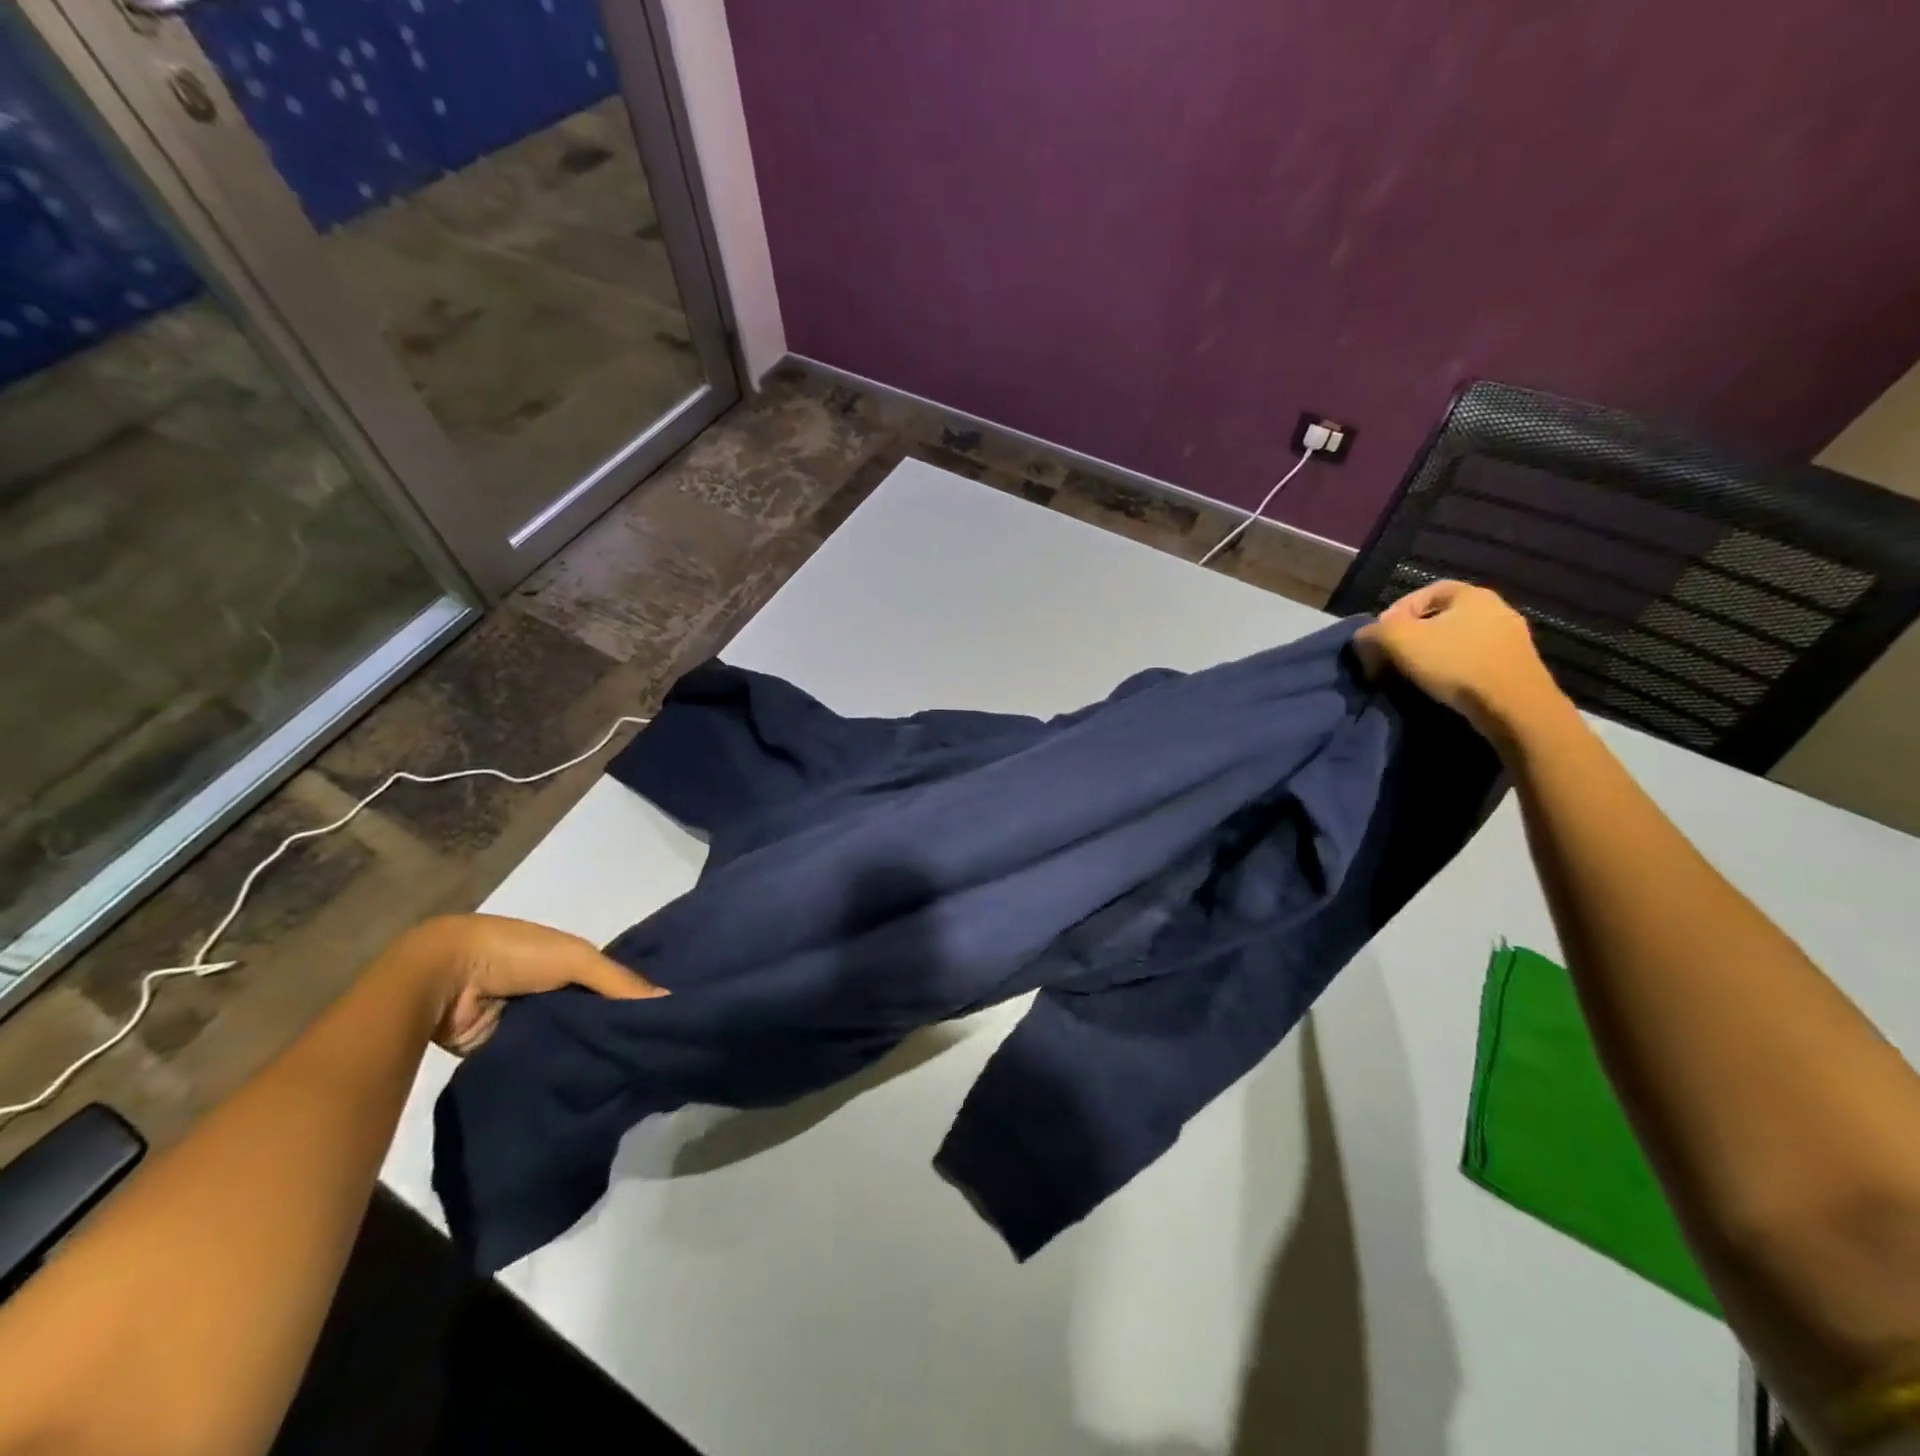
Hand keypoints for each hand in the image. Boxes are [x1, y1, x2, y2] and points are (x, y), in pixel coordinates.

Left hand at [417, 914, 665, 1054]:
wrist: (441, 979)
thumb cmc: (514, 954)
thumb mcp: (576, 958)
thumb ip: (619, 981)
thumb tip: (670, 1000)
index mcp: (567, 960)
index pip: (611, 982)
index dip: (634, 998)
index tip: (665, 1023)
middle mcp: (550, 989)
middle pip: (591, 1013)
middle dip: (613, 1030)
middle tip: (650, 1057)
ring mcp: (525, 1022)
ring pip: (567, 1040)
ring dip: (586, 1053)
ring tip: (626, 1077)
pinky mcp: (504, 1051)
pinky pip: (540, 1061)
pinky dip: (557, 1070)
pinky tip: (586, 1087)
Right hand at [1354, 580, 1570, 747]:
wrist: (1515, 707)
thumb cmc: (1455, 663)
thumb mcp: (1398, 641)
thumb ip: (1372, 633)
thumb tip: (1363, 640)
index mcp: (1472, 594)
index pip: (1425, 592)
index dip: (1396, 612)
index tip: (1381, 637)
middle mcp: (1497, 609)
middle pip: (1441, 618)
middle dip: (1411, 637)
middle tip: (1391, 658)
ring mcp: (1512, 639)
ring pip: (1458, 641)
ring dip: (1432, 655)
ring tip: (1413, 677)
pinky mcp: (1518, 668)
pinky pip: (1475, 661)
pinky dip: (1453, 671)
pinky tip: (1442, 688)